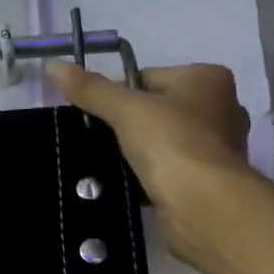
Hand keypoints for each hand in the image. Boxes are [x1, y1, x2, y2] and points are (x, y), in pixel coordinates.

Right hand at [46, 61, 252, 262]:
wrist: (205, 207)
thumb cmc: (173, 144)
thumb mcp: (126, 109)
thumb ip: (91, 89)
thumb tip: (53, 66)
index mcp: (208, 79)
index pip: (147, 77)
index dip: (115, 94)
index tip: (91, 114)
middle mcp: (220, 109)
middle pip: (155, 110)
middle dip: (125, 125)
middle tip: (93, 139)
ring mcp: (216, 149)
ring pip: (160, 143)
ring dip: (135, 153)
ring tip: (103, 163)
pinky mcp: (207, 183)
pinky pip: (166, 172)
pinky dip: (146, 177)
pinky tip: (123, 185)